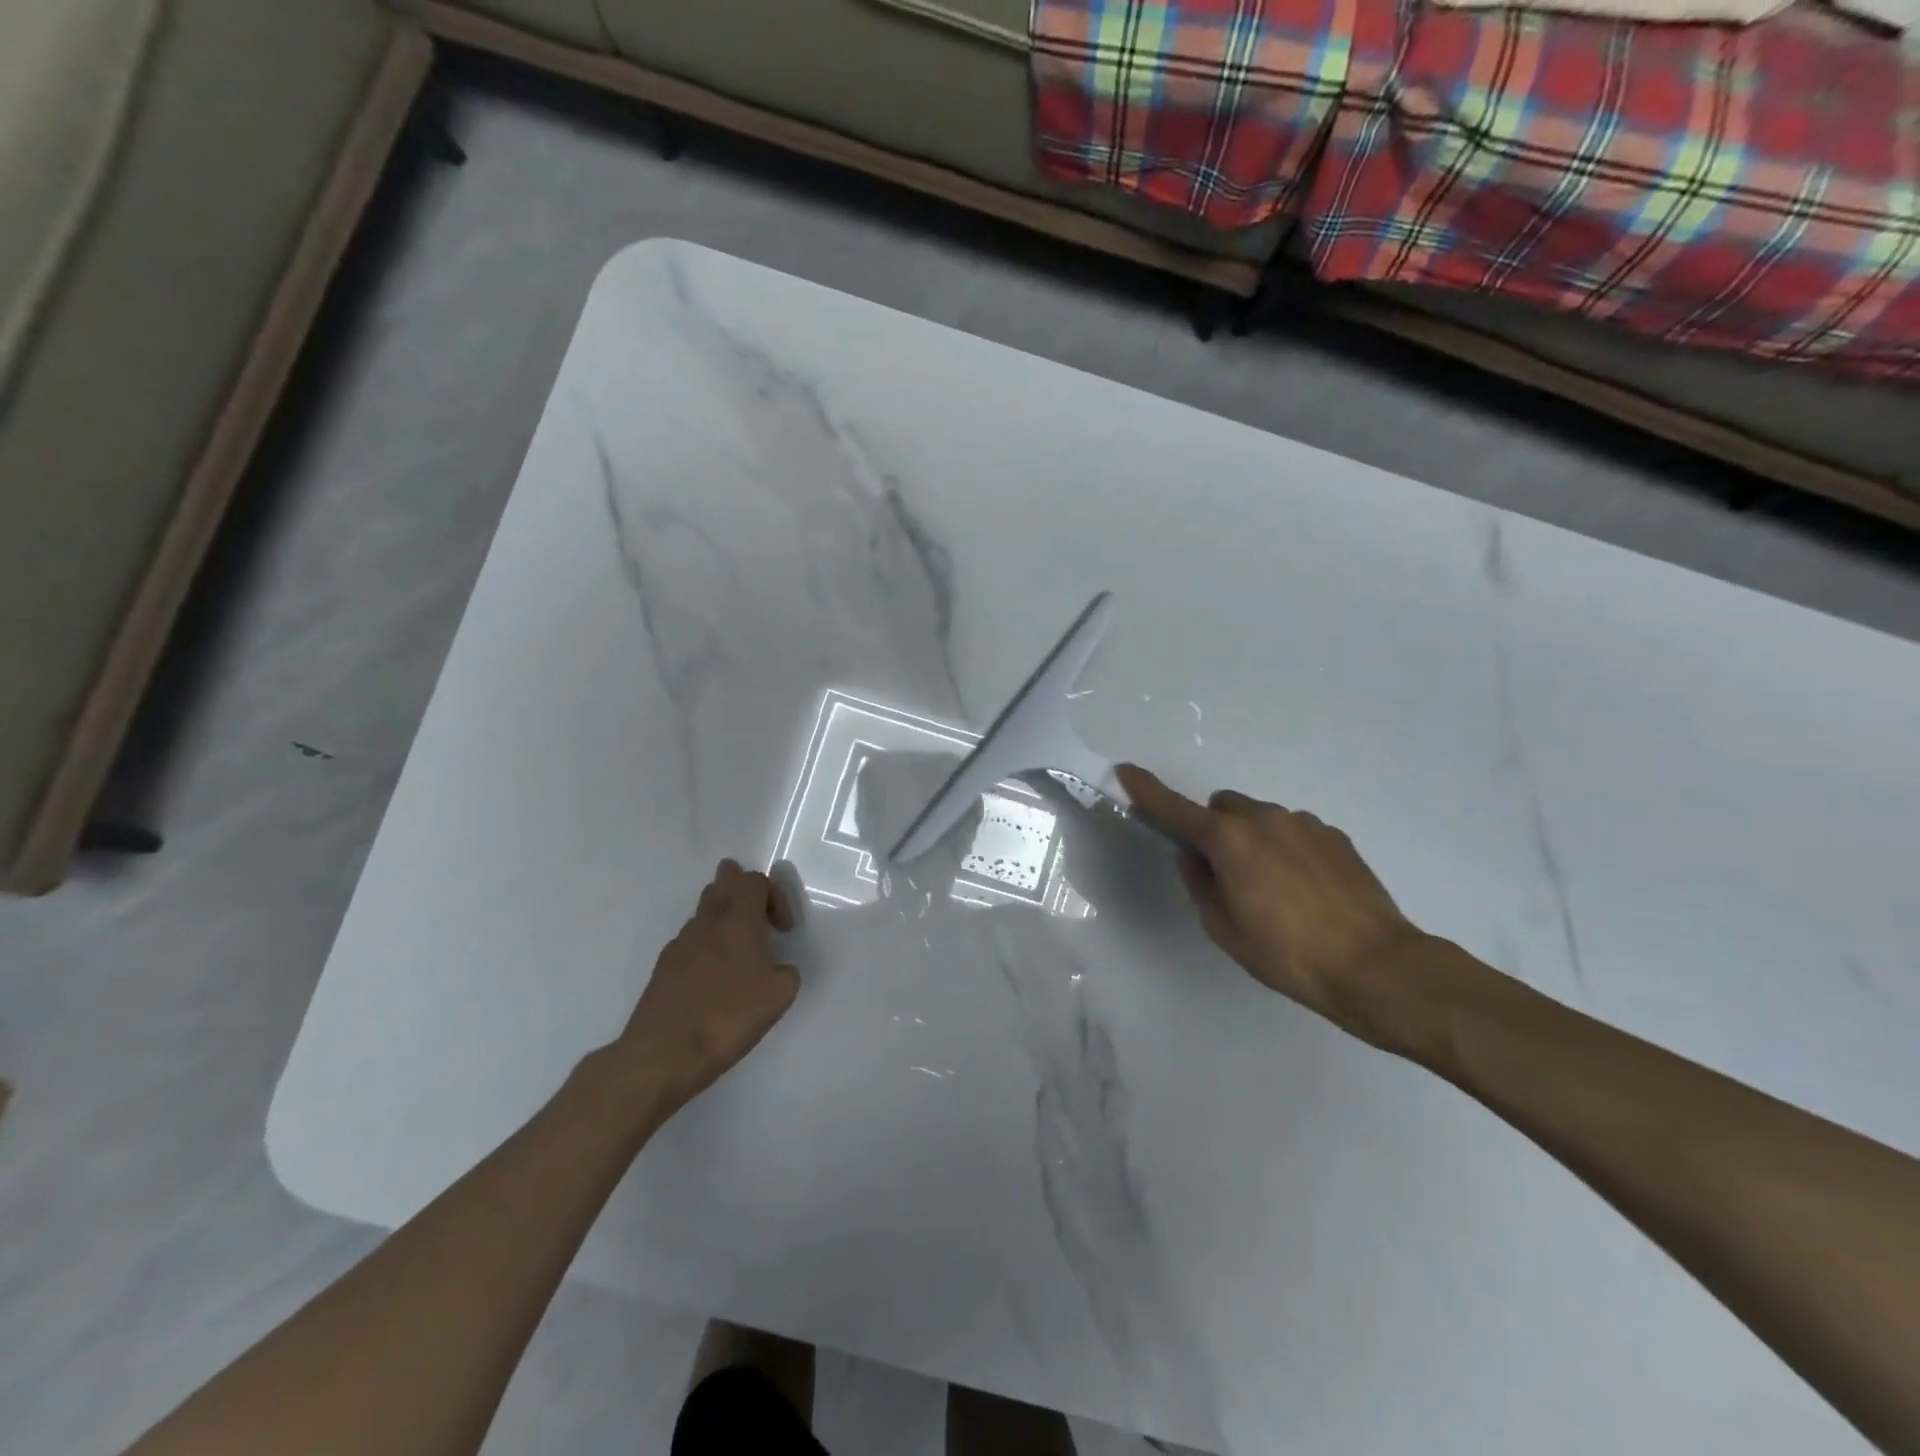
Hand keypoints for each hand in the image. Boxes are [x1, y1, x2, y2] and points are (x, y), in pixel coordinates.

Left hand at [615, 860, 801, 1107]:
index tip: (783, 930)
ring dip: (724, 917)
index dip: (775, 896)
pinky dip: (706, 945)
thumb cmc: (728, 1018)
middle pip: (723, 881)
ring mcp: (681, 942)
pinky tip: (712, 978)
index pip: (755, 880)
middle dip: (742, 889)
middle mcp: (708, 922)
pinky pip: (690, 940)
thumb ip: (786, 971)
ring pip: (704, 909)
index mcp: (739, 921)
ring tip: (737, 951)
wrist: (663, 1054)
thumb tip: (775, 968)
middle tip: (757, 918)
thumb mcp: (780, 996)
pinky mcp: (663, 966)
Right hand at [1118, 765, 1428, 1043]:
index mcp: (1228, 840)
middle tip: (1226, 874)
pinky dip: (1287, 850)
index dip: (1146, 790)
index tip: (1125, 771)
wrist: (1375, 966)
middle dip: (1215, 829)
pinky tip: (1307, 891)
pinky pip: (1294, 832)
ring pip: (1261, 819)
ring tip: (1275, 891)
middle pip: (1223, 807)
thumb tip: (1193, 858)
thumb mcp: (1223, 928)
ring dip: (1254, 840)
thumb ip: (1199, 884)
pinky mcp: (1335, 836)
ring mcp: (1304, 823)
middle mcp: (1264, 818)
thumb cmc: (1286, 953)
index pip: (1174, 808)